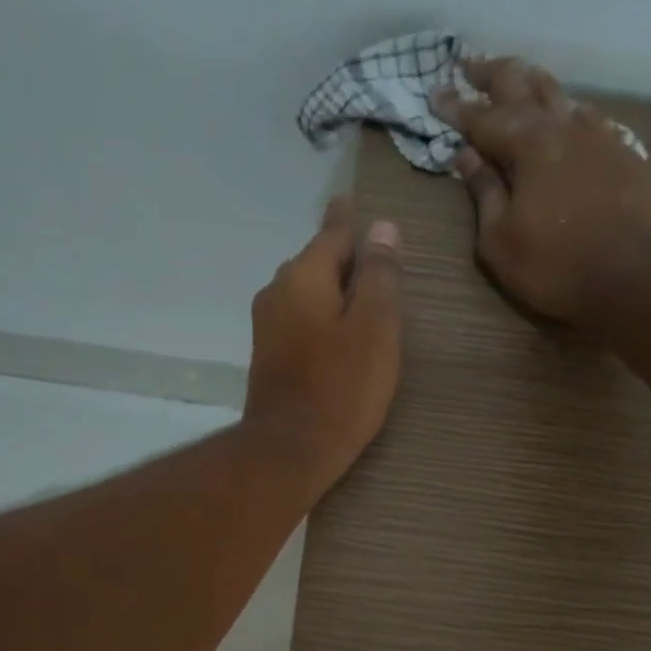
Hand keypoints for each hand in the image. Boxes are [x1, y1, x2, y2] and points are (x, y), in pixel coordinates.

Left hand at [243, 196, 402, 495]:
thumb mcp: (375, 327)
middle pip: (316, 262)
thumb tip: (383, 228)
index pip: (332, 232)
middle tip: (374, 260)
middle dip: (342, 258)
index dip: (348, 218)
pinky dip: (320, 316)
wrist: (290, 450)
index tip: (352, 200)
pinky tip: (337, 333)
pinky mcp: (268, 356)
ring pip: (305, 292)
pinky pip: (298, 320)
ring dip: (331, 290)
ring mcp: (267, 326)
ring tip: (360, 297)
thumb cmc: (342, 387)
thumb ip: (380, 276)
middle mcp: (277, 292)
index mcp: (304, 276)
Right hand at [432, 56, 650, 326]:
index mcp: (527, 143)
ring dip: (532, 84)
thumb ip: (483, 192)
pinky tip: (563, 118)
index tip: (434, 93)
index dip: (455, 107)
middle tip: (470, 65)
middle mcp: (562, 125)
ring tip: (516, 80)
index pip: (481, 117)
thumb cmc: (553, 265)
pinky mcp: (622, 151)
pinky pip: (586, 117)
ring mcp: (598, 134)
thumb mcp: (499, 239)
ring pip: (559, 93)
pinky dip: (564, 111)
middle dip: (492, 73)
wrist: (633, 275)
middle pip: (523, 84)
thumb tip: (466, 156)